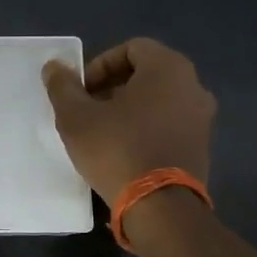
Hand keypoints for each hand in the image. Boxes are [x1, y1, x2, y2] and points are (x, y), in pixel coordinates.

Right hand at [42, 38, 215, 203]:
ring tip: (101, 133)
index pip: (131, 48)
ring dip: (128, 109)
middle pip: (146, 74)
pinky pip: (168, 124)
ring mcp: (202, 119)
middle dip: (112, 87)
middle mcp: (193, 86)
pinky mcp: (202, 147)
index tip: (81, 91)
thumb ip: (63, 86)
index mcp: (168, 68)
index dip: (100, 65)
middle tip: (87, 110)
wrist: (160, 208)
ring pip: (158, 101)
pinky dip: (146, 129)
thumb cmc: (117, 149)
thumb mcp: (76, 117)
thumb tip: (54, 67)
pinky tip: (123, 152)